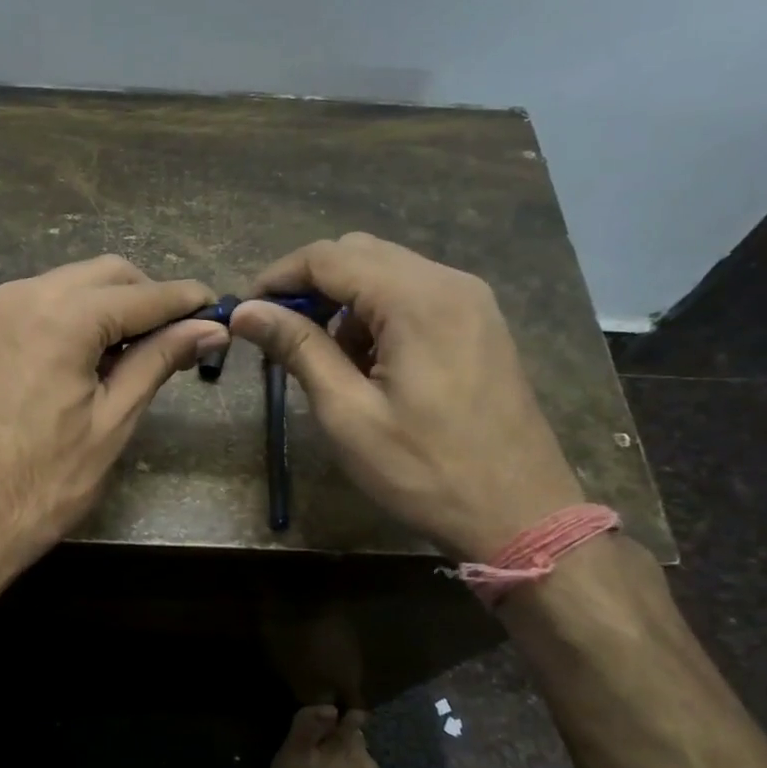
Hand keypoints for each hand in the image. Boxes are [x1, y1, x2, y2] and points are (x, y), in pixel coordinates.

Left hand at [0, 255, 227, 582]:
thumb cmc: (41, 483)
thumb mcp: (111, 422)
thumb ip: (158, 362)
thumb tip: (208, 330)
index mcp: (60, 316)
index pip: (141, 294)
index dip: (185, 301)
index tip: (218, 311)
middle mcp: (21, 295)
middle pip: (103, 275)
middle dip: (147, 297)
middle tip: (180, 337)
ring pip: (68, 286)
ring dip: (109, 306)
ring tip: (137, 353)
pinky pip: (37, 306)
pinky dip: (72, 318)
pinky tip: (88, 358)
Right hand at [229, 233, 582, 560]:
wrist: (520, 514)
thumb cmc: (424, 471)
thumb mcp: (348, 413)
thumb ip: (298, 349)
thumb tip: (245, 311)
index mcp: (417, 300)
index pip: (328, 257)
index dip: (278, 277)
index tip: (247, 313)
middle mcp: (450, 282)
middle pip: (359, 253)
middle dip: (310, 286)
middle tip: (279, 335)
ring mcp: (472, 301)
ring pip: (387, 272)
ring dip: (343, 301)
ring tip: (323, 356)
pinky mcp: (480, 324)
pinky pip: (415, 295)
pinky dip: (377, 313)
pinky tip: (368, 361)